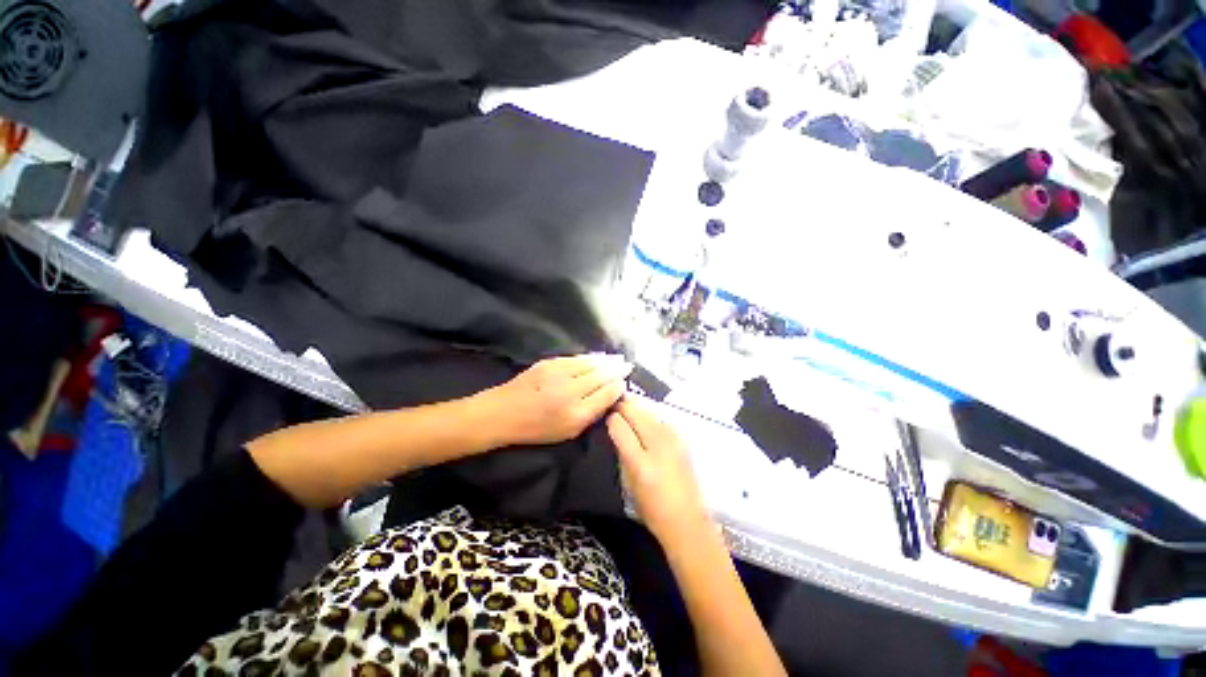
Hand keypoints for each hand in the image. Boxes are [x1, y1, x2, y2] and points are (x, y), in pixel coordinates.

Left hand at [486, 354, 632, 446]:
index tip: (624, 382)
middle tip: (628, 366)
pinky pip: (577, 358)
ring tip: (618, 359)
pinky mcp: (549, 362)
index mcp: (576, 413)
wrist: (502, 413)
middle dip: (617, 370)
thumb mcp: (568, 431)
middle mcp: (570, 390)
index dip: (618, 386)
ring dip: (607, 360)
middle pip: (602, 375)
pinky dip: (591, 357)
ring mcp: (559, 373)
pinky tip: (598, 357)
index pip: (607, 393)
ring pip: (591, 363)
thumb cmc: (536, 428)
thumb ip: (592, 413)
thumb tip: (610, 394)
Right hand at [607, 396, 709, 542]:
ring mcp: (673, 439)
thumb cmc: (652, 507)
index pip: (620, 425)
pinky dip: (650, 415)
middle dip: (623, 406)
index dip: (611, 416)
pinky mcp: (682, 439)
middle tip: (613, 405)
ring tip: (626, 406)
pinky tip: (645, 418)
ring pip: (649, 411)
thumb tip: (615, 425)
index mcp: (640, 462)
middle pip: (637, 412)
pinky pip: (660, 418)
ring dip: (636, 407)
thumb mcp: (629, 481)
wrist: (686, 519)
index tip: (605, 413)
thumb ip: (622, 450)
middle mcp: (658, 445)